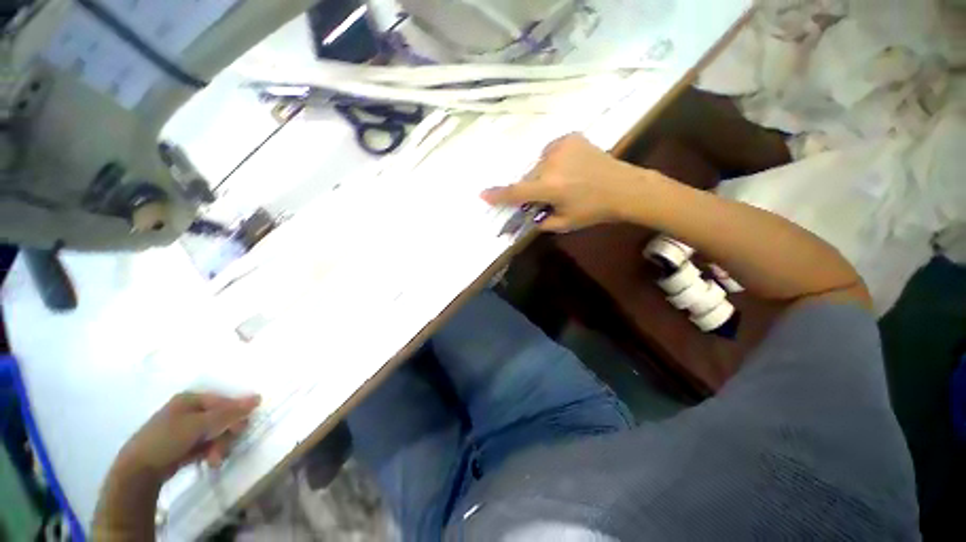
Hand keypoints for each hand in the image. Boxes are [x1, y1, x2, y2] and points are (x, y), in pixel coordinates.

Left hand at [116, 392, 260, 482]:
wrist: (138, 470)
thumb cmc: (168, 439)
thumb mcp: (200, 425)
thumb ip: (229, 413)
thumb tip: (258, 398)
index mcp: (191, 398)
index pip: (224, 401)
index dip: (235, 414)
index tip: (240, 429)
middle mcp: (189, 410)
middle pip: (221, 418)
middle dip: (225, 435)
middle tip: (223, 449)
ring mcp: (184, 428)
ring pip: (215, 433)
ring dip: (219, 446)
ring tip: (214, 460)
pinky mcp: (183, 444)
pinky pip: (206, 443)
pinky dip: (210, 452)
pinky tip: (207, 460)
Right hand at [481, 133, 655, 231]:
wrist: (624, 187)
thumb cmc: (594, 210)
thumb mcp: (564, 223)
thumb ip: (541, 221)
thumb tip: (528, 216)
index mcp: (550, 188)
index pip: (516, 192)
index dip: (498, 195)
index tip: (482, 194)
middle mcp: (551, 164)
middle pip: (529, 177)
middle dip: (532, 187)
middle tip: (548, 195)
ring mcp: (561, 147)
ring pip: (539, 164)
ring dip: (544, 173)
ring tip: (564, 180)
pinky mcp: (571, 137)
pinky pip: (551, 151)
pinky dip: (554, 160)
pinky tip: (569, 166)